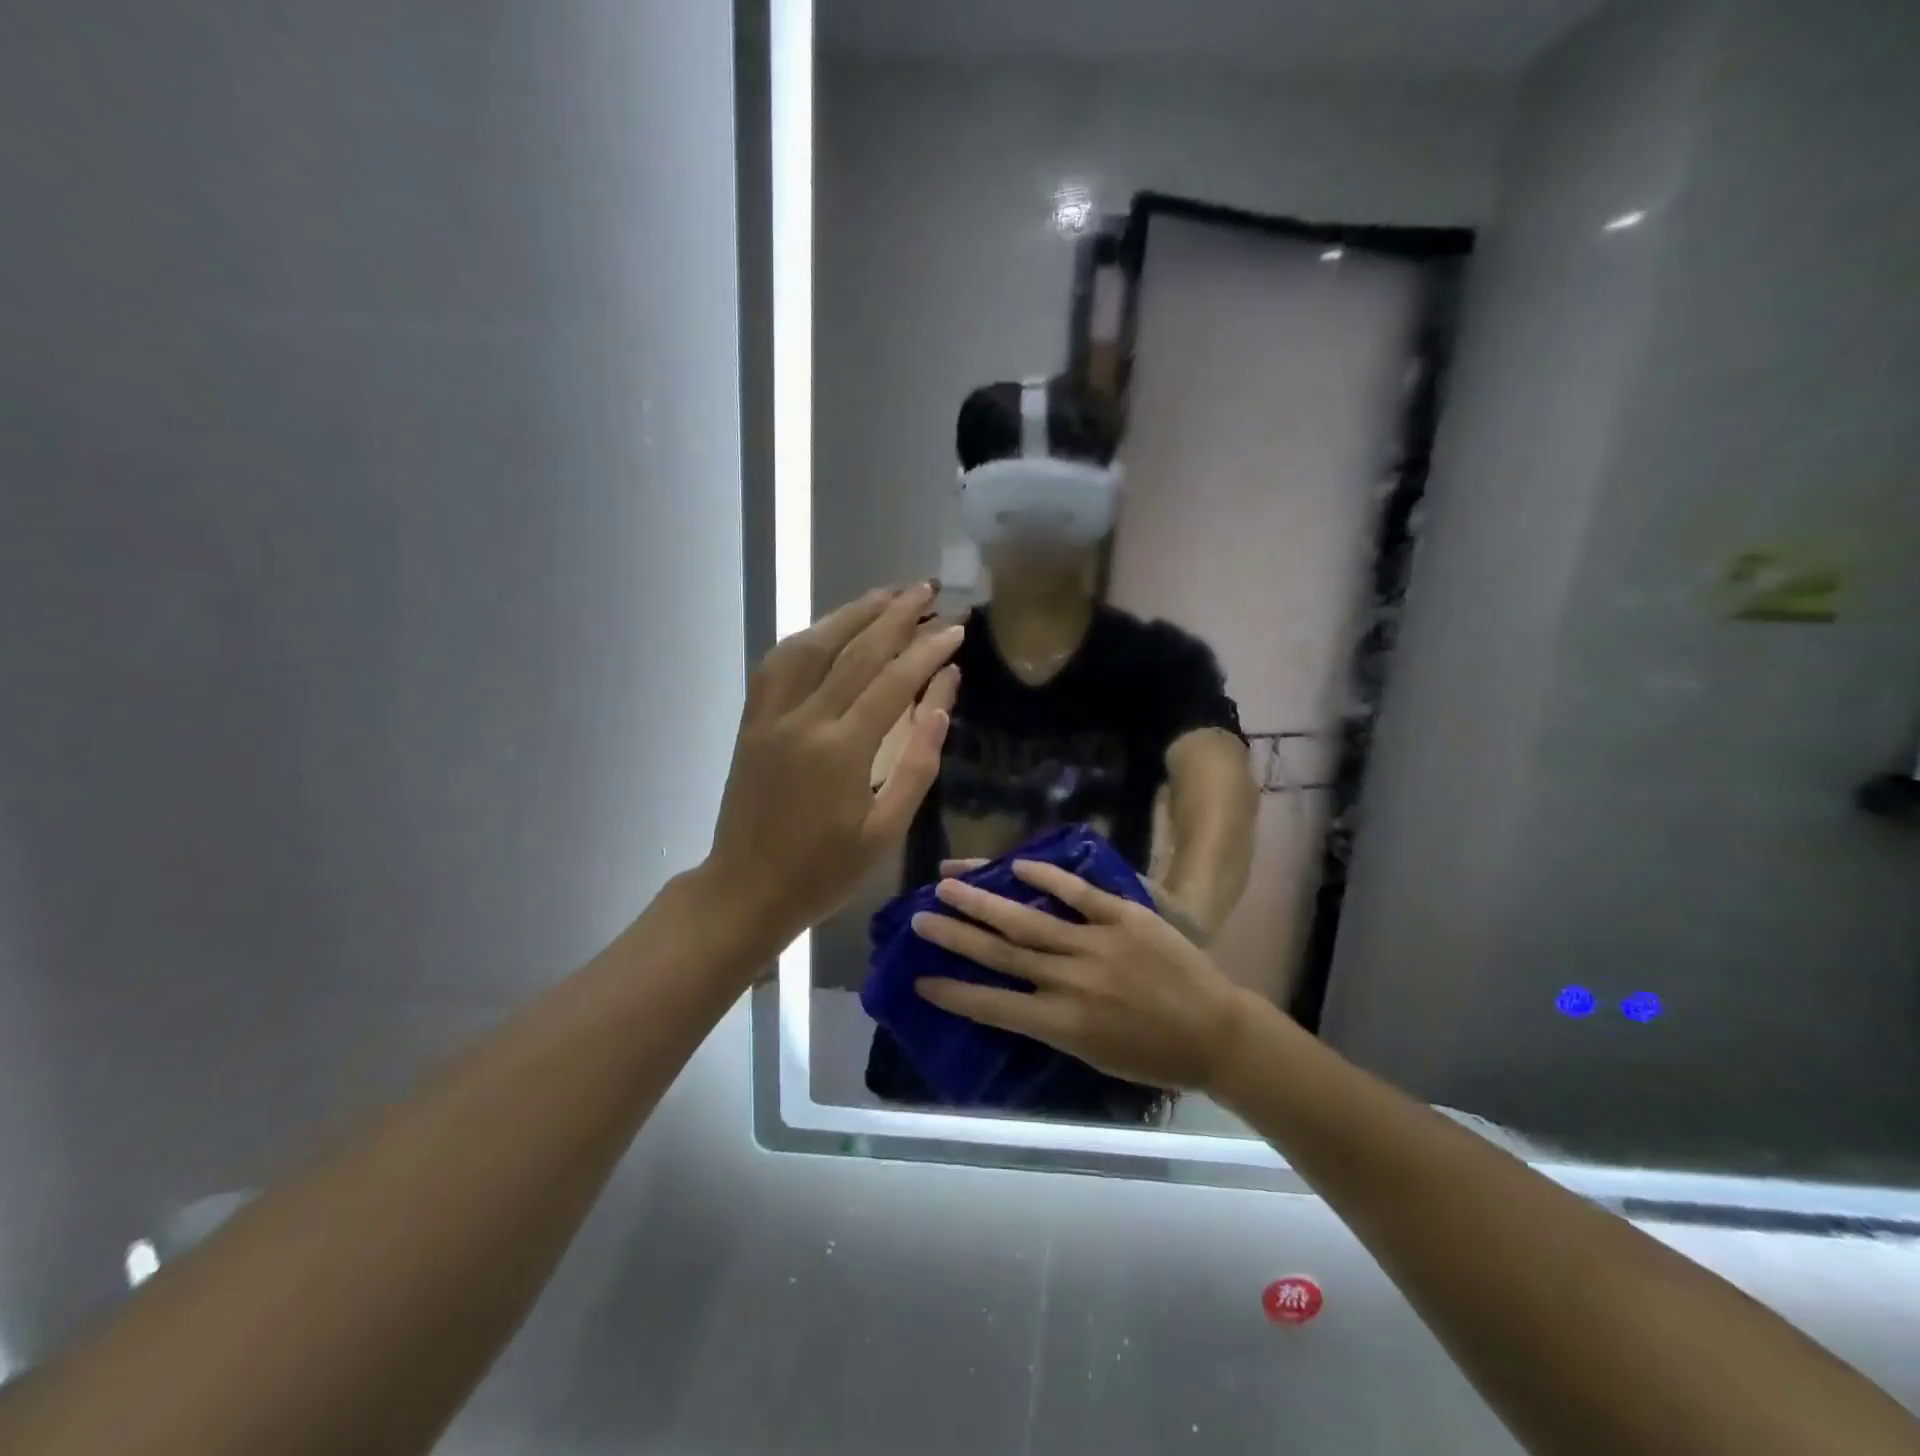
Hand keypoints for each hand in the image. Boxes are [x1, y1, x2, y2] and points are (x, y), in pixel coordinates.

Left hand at [705, 584, 962, 951]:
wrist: (745, 890)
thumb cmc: (823, 871)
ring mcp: (771, 715)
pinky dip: (808, 637)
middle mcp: (803, 719)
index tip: (956, 627)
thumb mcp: (884, 830)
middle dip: (895, 615)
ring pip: (812, 645)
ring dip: (851, 613)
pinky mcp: (752, 720)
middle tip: (928, 589)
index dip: (928, 650)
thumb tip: (943, 702)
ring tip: (886, 594)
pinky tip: (829, 627)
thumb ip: (917, 763)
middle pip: (855, 651)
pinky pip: (778, 663)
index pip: (894, 681)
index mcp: (842, 751)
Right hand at [910, 860, 1257, 1092]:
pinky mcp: (1126, 917)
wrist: (1217, 1033)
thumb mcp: (1094, 1056)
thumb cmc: (1154, 1056)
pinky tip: (1017, 866)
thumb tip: (1012, 998)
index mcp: (1063, 1025)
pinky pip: (1080, 894)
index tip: (920, 979)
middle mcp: (1072, 982)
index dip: (954, 992)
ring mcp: (1099, 944)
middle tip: (920, 916)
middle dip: (956, 935)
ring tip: (949, 883)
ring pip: (1030, 920)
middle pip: (1002, 954)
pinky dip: (1048, 880)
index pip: (995, 1007)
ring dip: (986, 901)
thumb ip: (1051, 1025)